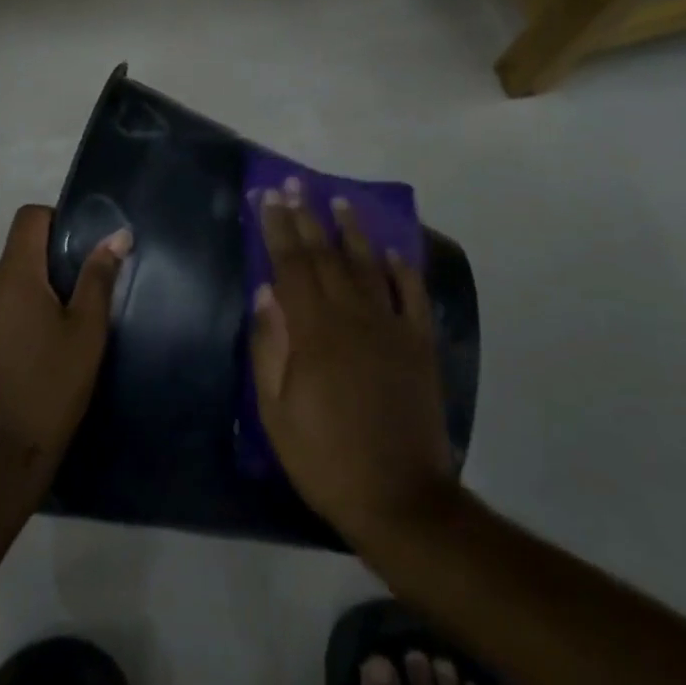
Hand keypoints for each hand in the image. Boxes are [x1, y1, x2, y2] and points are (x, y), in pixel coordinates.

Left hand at [0, 204, 131, 473]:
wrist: (1, 455)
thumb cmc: (52, 386)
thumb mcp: (87, 331)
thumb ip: (99, 277)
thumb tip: (117, 235)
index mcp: (13, 275)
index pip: (29, 217)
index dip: (56, 219)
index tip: (80, 248)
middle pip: (19, 250)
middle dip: (51, 262)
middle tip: (83, 295)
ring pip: (8, 282)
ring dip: (34, 291)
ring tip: (63, 327)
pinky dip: (17, 314)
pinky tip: (38, 351)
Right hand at [251, 179, 454, 544]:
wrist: (400, 500)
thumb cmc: (325, 457)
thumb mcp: (276, 411)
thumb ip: (269, 347)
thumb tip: (265, 294)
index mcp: (314, 332)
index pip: (291, 265)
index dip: (278, 228)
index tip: (268, 198)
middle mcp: (353, 318)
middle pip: (326, 255)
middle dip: (306, 217)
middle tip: (294, 185)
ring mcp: (391, 329)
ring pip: (368, 265)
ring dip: (351, 230)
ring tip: (339, 200)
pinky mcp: (420, 346)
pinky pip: (411, 296)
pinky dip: (402, 269)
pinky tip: (392, 250)